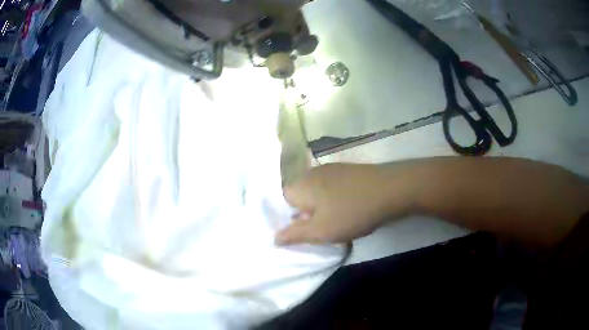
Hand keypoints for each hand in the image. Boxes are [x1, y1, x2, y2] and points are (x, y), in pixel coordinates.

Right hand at [275, 163, 414, 244]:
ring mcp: (331, 169)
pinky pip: (331, 188)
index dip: (289, 218)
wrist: (391, 189)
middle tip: (321, 229)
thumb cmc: (351, 212)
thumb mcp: (321, 231)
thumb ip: (295, 235)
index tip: (303, 231)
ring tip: (337, 221)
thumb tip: (274, 237)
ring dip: (322, 208)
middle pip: (300, 197)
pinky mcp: (347, 170)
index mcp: (301, 185)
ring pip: (317, 193)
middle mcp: (312, 173)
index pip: (282, 201)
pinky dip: (334, 200)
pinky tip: (349, 208)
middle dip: (306, 214)